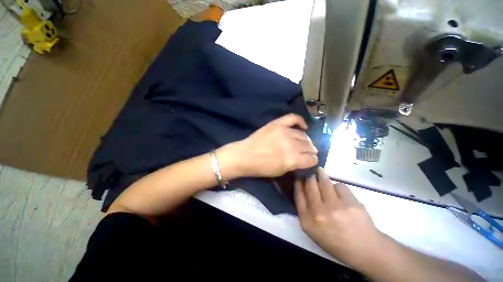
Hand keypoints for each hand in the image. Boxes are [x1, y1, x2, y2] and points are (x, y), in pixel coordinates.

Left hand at [233, 114, 317, 177]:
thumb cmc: (261, 167)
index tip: (311, 160)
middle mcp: (291, 145)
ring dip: (306, 140)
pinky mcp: (277, 124)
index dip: (313, 160)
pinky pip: (293, 118)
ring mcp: (284, 132)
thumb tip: (304, 159)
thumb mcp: (281, 172)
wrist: (245, 155)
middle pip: (308, 146)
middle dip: (311, 150)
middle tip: (309, 151)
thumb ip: (295, 164)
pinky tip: (303, 126)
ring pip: (303, 135)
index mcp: (292, 160)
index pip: (311, 159)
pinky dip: (300, 121)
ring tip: (305, 142)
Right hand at [295, 168, 383, 266]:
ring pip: (324, 182)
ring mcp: (335, 207)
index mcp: (307, 220)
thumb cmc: (335, 240)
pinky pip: (340, 186)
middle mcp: (318, 212)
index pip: (298, 194)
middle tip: (310, 170)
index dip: (298, 182)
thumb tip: (302, 187)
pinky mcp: (350, 203)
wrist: (364, 250)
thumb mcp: (313, 230)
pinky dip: (338, 186)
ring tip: (321, 171)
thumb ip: (305, 210)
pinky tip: (340, 192)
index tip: (299, 176)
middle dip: (309, 175)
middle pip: (310, 184)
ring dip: (321, 175)